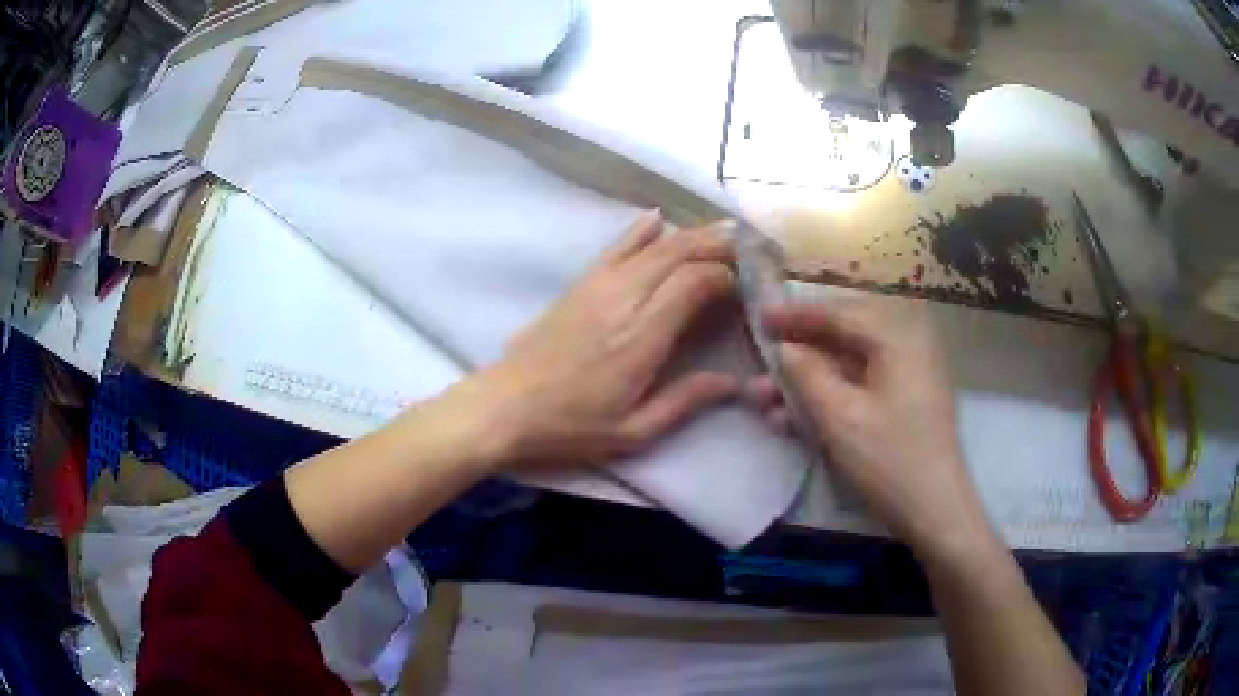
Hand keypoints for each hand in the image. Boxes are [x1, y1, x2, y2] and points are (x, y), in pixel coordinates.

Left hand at [456, 211, 741, 468]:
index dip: (725, 276)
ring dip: (689, 234)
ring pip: (652, 246)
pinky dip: (639, 231)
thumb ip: (685, 402)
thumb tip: (736, 382)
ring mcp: (598, 287)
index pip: (694, 283)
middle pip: (677, 254)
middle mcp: (623, 299)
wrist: (503, 408)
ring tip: (720, 229)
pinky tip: (657, 218)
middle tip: (747, 244)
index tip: (745, 284)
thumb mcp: (633, 432)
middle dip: (716, 244)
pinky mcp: (579, 285)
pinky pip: (615, 248)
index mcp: (642, 337)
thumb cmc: (569, 427)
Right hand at [748, 297, 990, 555]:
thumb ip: (806, 374)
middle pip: (846, 332)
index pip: (840, 313)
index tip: (759, 317)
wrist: (935, 510)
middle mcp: (909, 343)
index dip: (796, 314)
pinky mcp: (908, 400)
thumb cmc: (889, 460)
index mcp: (898, 336)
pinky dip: (830, 394)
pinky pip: (863, 384)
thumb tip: (785, 348)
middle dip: (802, 346)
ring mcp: (911, 373)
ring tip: (767, 397)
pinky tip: (795, 417)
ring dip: (810, 377)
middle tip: (767, 351)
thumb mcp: (839, 417)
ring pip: (851, 361)